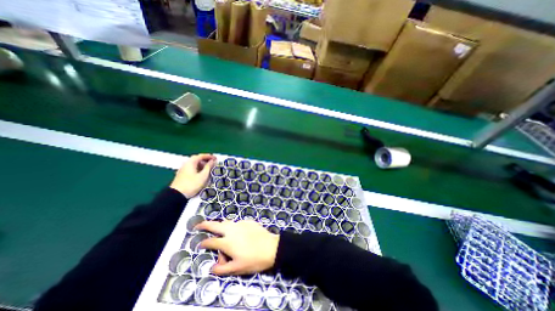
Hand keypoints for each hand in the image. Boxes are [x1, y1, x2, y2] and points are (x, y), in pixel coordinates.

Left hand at [172, 153, 216, 197]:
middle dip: (205, 160)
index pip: (201, 156)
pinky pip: (191, 168)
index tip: (215, 158)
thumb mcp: (203, 176)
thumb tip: (212, 161)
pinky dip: (198, 168)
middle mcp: (186, 164)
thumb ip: (208, 167)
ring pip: (194, 164)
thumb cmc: (192, 184)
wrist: (177, 195)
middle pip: (196, 159)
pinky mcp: (182, 175)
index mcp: (191, 162)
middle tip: (212, 163)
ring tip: (208, 168)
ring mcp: (183, 169)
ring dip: (202, 164)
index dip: (209, 156)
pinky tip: (201, 173)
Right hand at [195, 220, 281, 274]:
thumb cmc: (254, 260)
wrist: (271, 248)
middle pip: (215, 225)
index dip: (203, 243)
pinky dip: (233, 227)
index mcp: (227, 242)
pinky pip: (237, 223)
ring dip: (220, 225)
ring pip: (227, 222)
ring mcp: (241, 224)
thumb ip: (222, 269)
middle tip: (199, 225)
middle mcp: (232, 230)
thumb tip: (212, 268)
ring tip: (218, 229)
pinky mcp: (248, 221)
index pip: (211, 241)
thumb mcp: (237, 268)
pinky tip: (237, 232)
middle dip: (205, 224)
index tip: (200, 244)